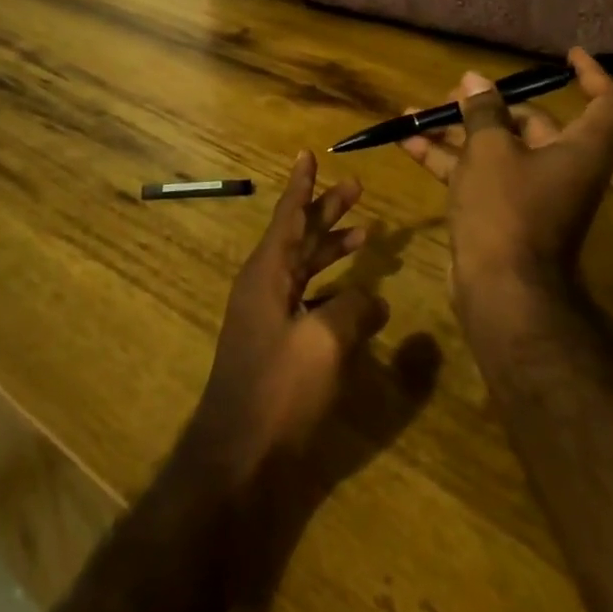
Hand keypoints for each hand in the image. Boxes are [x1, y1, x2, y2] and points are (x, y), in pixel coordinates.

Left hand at [182, 152, 389, 489]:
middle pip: (300, 236)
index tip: (308, 155)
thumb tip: (374, 299)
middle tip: (357, 188)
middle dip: (327, 211)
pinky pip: (309, 300)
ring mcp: (269, 316)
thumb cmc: (278, 389)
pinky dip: (335, 291)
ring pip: (305, 267)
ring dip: (334, 249)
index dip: (302, 185)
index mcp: (267, 273)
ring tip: (368, 233)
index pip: (288, 216)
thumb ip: (353, 310)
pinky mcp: (278, 344)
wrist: (237, 456)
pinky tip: (362, 299)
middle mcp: (264, 286)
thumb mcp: (324, 342)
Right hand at [401, 47, 612, 323]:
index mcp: (580, 149)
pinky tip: (407, 141)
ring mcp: (531, 193)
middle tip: (452, 93)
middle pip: (533, 123)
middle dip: (489, 105)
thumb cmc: (507, 209)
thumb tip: (474, 82)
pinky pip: (477, 174)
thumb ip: (482, 111)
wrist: (502, 291)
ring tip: (415, 113)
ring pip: (496, 149)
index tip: (567, 56)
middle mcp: (562, 167)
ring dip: (457, 131)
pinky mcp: (503, 213)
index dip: (591, 74)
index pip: (606, 102)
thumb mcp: (490, 150)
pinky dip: (448, 158)